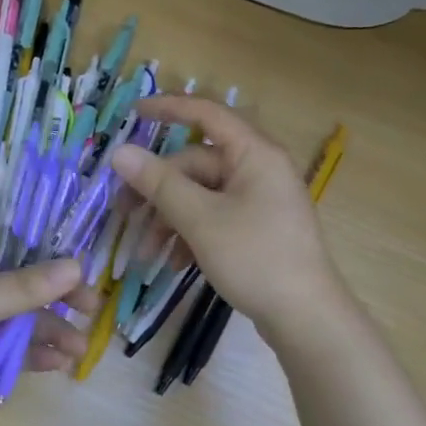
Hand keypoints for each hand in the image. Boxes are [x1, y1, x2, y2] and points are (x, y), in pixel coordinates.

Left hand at [0, 228, 96, 425]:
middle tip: (91, 309)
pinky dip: (29, 355)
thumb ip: (22, 287)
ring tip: (78, 349)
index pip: (10, 243)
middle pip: (19, 285)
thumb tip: (77, 265)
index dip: (47, 254)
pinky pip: (4, 350)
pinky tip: (57, 364)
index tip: (82, 269)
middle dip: (54, 299)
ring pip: (15, 321)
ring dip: (47, 332)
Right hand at [112, 96, 339, 332]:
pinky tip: (173, 264)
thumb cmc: (255, 258)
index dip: (168, 109)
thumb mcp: (200, 219)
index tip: (132, 114)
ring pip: (201, 197)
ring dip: (169, 221)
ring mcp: (259, 201)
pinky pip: (215, 219)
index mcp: (254, 154)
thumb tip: (120, 152)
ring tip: (146, 254)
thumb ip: (159, 184)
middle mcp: (258, 170)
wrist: (305, 317)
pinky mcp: (257, 229)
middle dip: (158, 191)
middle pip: (195, 165)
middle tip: (123, 215)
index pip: (206, 114)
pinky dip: (191, 236)